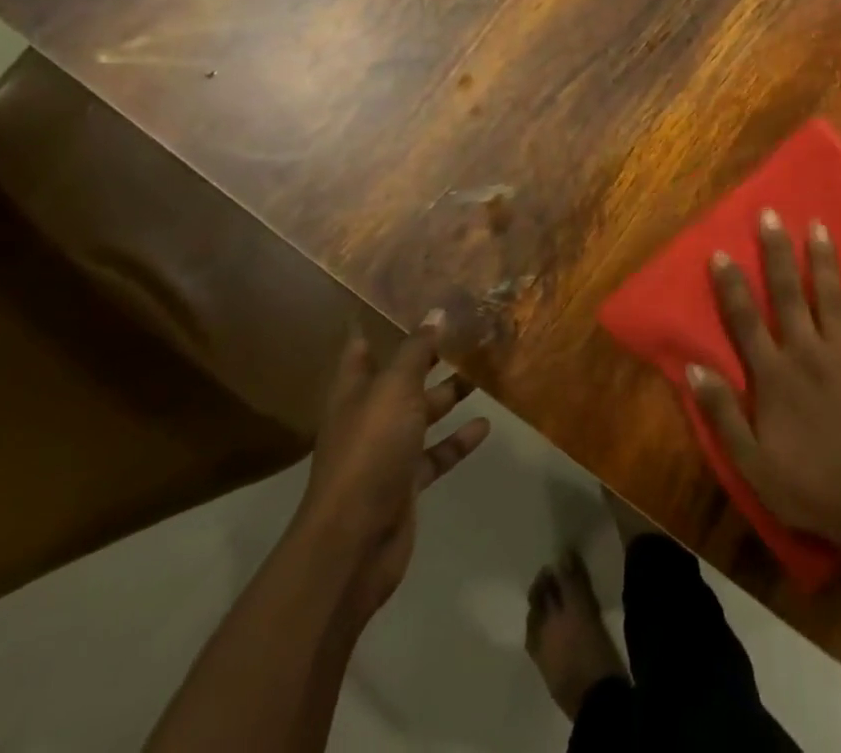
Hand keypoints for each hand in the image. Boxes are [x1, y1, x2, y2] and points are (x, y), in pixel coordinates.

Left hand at [294, 322, 489, 620]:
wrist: (355, 540)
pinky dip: (458, 439)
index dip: (376, 324)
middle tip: (465, 329)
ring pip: (422, 414)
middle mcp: (367, 417)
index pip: (360, 347)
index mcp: (354, 391)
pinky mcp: (405, 483)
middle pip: (400, 379)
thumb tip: (435, 312)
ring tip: (483, 371)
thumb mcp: (396, 389)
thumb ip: (416, 350)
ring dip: (449, 395)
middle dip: (428, 357)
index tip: (403, 299)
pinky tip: (486, 424)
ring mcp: (386, 452)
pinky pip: (436, 453)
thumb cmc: (370, 450)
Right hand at [690, 211, 840, 549]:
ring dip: (821, 259)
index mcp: (773, 376)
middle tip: (770, 215)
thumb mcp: (751, 463)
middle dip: (776, 252)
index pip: (745, 320)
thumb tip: (695, 368)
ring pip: (829, 296)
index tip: (721, 252)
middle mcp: (806, 353)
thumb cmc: (805, 487)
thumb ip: (723, 413)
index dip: (731, 285)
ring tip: (817, 225)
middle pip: (787, 294)